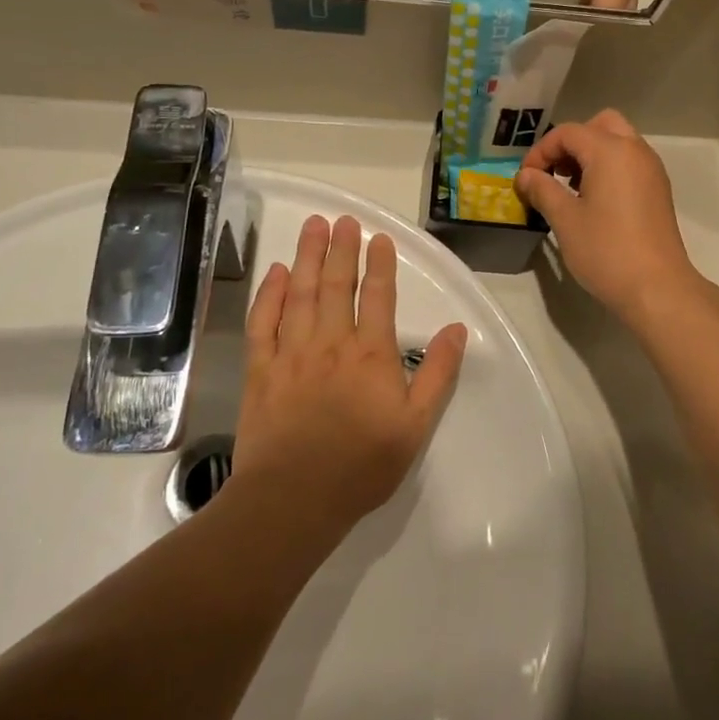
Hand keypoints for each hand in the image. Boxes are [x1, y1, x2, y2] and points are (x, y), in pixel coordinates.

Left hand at [237, 215, 466, 540]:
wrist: (293, 500)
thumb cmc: (361, 465)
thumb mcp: (416, 425)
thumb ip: (438, 374)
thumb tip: (456, 329)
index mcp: (371, 354)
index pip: (377, 296)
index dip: (379, 264)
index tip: (378, 238)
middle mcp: (331, 342)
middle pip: (335, 285)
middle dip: (339, 249)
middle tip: (340, 219)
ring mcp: (291, 353)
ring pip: (299, 294)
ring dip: (306, 257)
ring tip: (312, 227)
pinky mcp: (261, 370)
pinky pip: (263, 323)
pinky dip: (268, 295)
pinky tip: (274, 274)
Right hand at [514, 110, 704, 321]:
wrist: (657, 288)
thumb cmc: (607, 251)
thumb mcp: (565, 220)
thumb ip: (543, 190)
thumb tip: (526, 176)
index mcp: (611, 150)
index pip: (568, 133)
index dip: (541, 151)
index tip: (526, 179)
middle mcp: (635, 150)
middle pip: (600, 125)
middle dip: (571, 143)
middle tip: (554, 172)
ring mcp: (651, 170)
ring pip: (618, 142)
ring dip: (591, 154)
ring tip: (570, 189)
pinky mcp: (658, 190)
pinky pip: (630, 162)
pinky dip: (609, 168)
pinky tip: (594, 201)